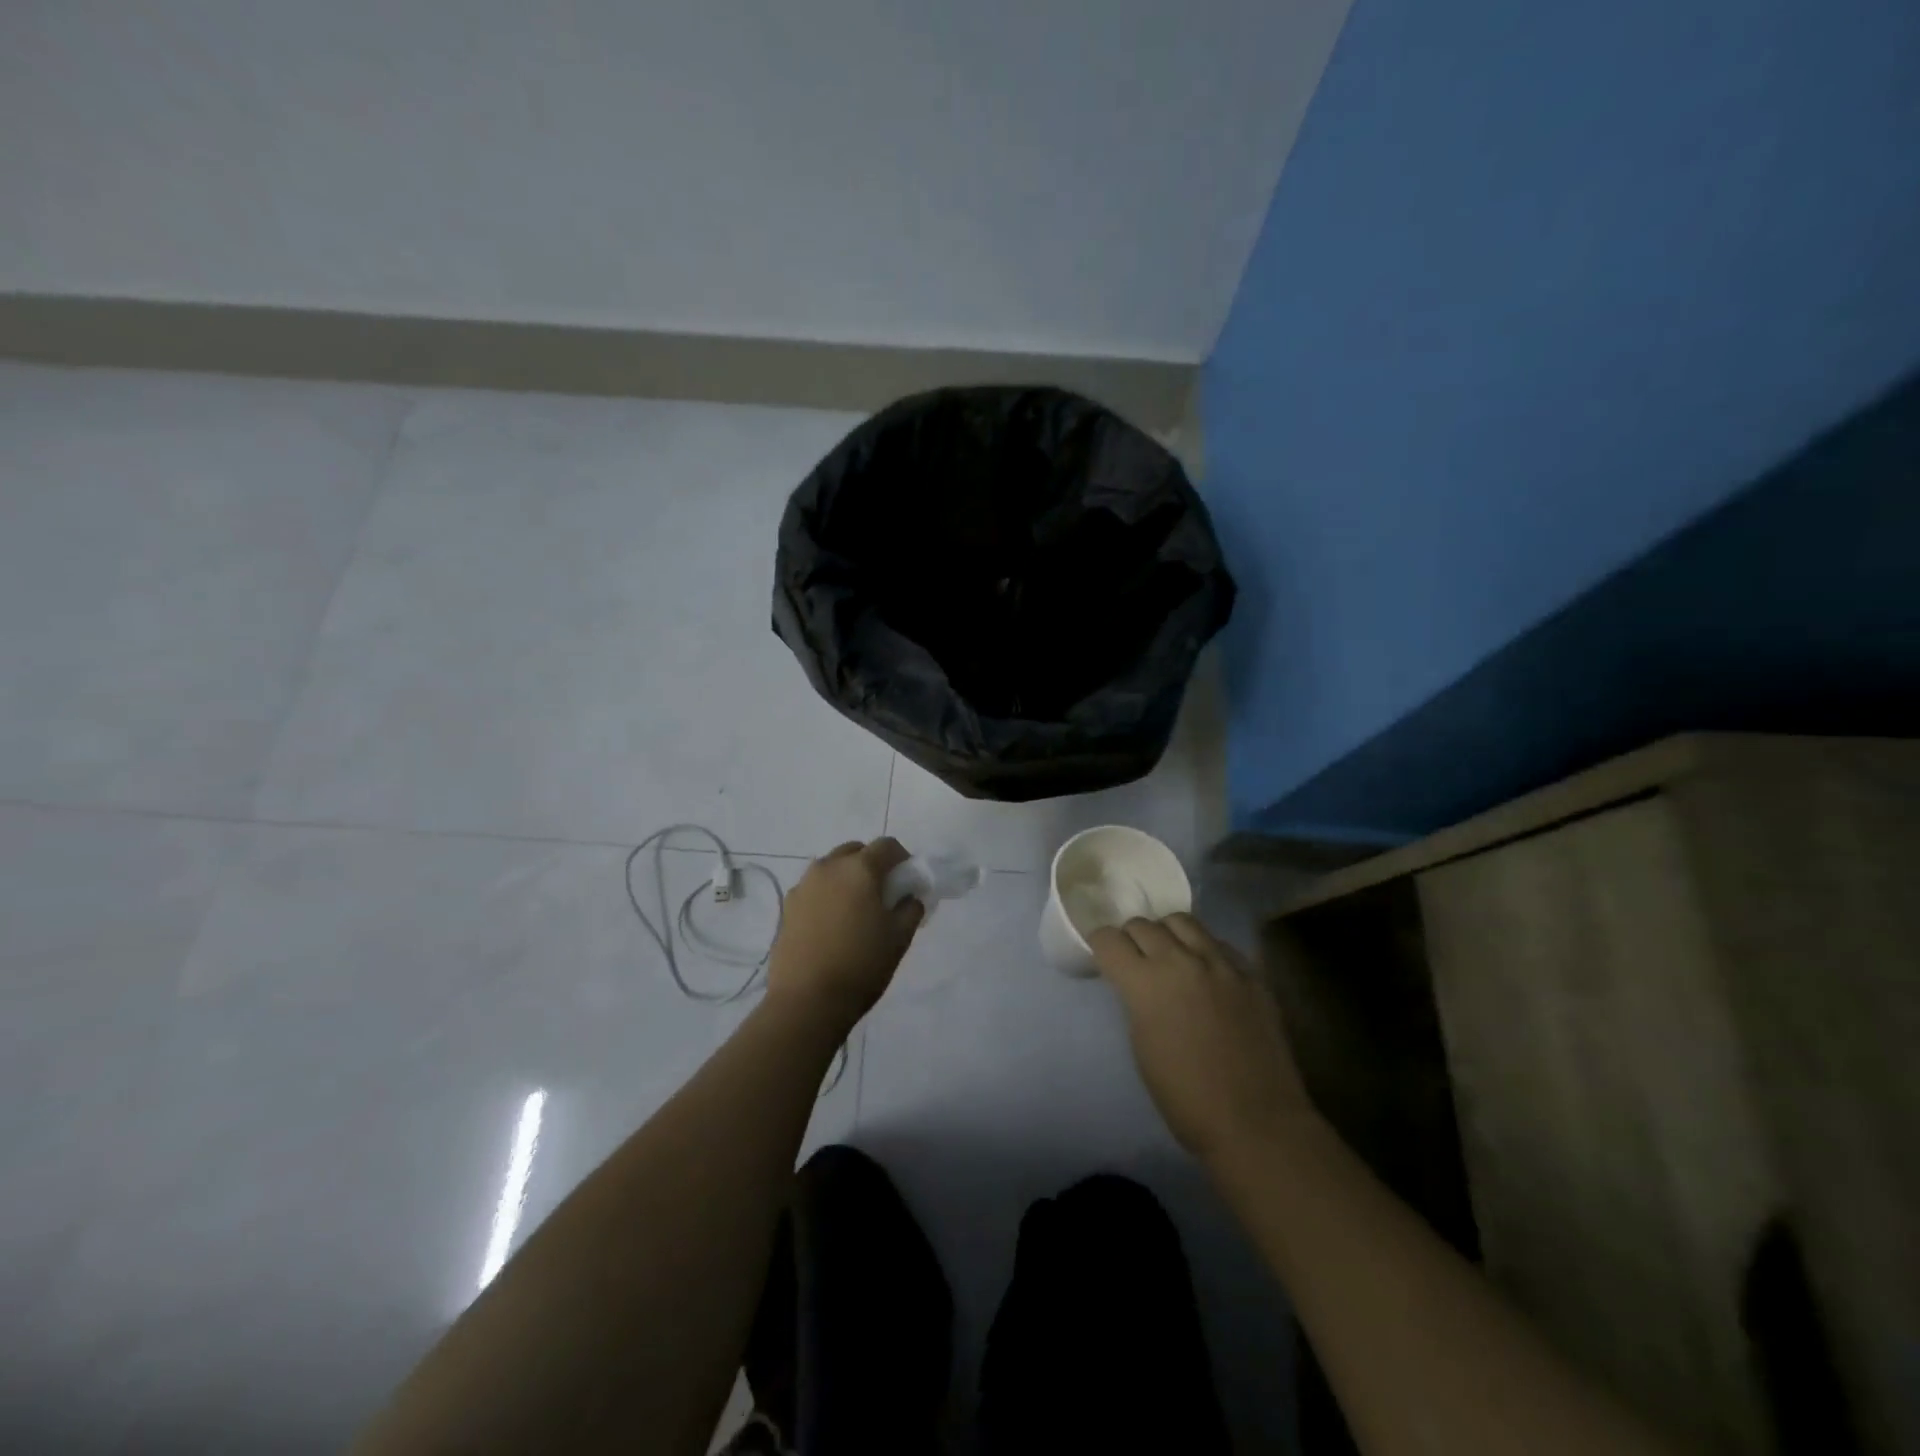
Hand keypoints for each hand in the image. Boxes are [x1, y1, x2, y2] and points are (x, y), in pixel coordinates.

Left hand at [767, 838, 923, 1031]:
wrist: (807, 1000)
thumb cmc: (861, 965)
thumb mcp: (900, 938)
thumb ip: (911, 909)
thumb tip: (909, 897)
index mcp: (859, 869)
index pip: (887, 845)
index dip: (902, 858)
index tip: (908, 880)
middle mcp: (828, 867)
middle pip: (855, 851)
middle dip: (871, 864)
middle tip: (882, 893)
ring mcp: (803, 885)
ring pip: (831, 868)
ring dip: (846, 878)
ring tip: (855, 910)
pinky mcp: (787, 906)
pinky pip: (814, 889)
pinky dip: (826, 895)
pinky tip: (831, 925)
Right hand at [1090, 913, 1313, 1163]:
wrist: (1256, 1122)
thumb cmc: (1185, 1097)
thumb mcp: (1142, 1044)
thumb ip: (1136, 1000)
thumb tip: (1137, 982)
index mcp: (1146, 983)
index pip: (1108, 939)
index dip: (1100, 946)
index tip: (1104, 959)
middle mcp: (1181, 961)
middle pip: (1143, 924)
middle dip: (1131, 939)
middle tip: (1135, 960)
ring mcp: (1220, 963)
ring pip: (1182, 922)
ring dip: (1167, 934)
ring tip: (1171, 956)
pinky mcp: (1251, 973)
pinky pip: (1218, 943)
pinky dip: (1203, 949)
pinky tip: (1207, 972)